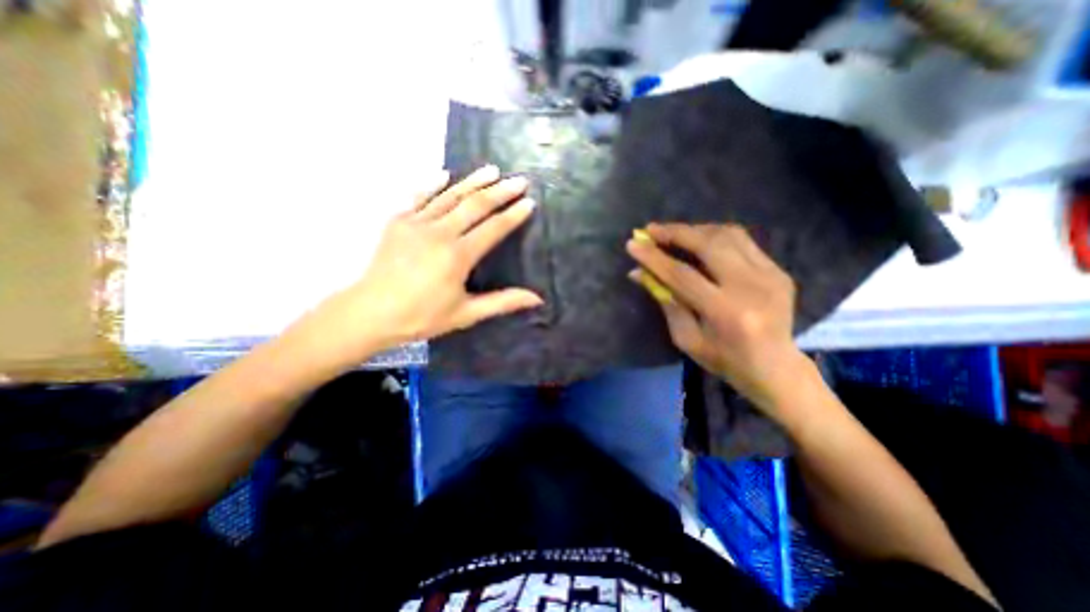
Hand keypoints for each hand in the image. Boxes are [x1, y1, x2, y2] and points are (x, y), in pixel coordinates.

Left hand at [287, 166, 541, 371]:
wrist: (370, 313)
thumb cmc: (422, 317)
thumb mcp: (466, 314)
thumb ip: (502, 302)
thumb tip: (536, 298)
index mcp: (457, 256)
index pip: (493, 229)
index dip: (513, 215)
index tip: (529, 202)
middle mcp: (439, 233)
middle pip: (475, 205)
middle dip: (500, 191)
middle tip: (520, 180)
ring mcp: (416, 223)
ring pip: (450, 196)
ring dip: (473, 181)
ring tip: (493, 169)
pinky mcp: (398, 221)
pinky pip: (419, 197)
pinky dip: (433, 184)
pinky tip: (445, 174)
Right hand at [630, 223, 807, 413]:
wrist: (776, 368)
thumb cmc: (724, 360)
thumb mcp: (686, 339)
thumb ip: (665, 302)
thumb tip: (639, 273)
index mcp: (725, 312)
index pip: (682, 275)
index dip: (654, 258)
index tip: (632, 244)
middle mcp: (751, 287)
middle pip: (708, 245)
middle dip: (675, 233)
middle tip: (651, 230)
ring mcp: (770, 275)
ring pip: (728, 235)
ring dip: (695, 230)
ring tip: (673, 232)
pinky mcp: (778, 270)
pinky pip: (743, 241)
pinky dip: (715, 236)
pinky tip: (699, 240)